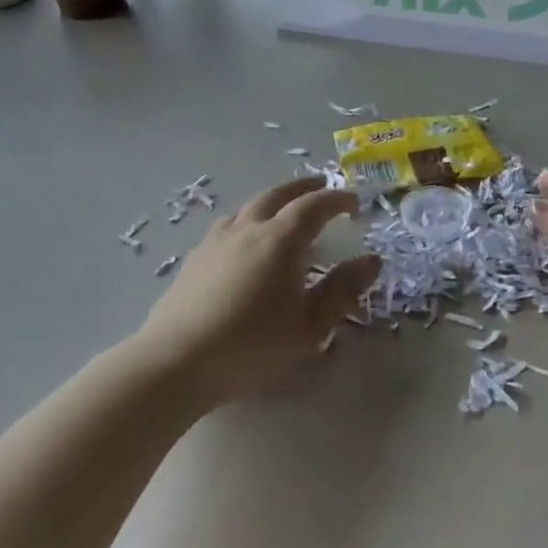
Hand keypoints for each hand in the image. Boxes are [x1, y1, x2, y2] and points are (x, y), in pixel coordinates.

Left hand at [135, 177, 380, 406]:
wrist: (177, 361)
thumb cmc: (252, 346)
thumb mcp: (309, 327)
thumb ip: (341, 291)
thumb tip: (371, 261)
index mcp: (279, 240)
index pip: (313, 206)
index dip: (336, 199)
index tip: (354, 202)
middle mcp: (247, 229)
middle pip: (277, 195)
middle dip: (302, 187)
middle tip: (320, 185)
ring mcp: (216, 241)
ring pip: (248, 207)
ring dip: (271, 200)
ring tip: (282, 210)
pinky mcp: (194, 259)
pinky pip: (227, 225)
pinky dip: (246, 220)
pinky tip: (243, 240)